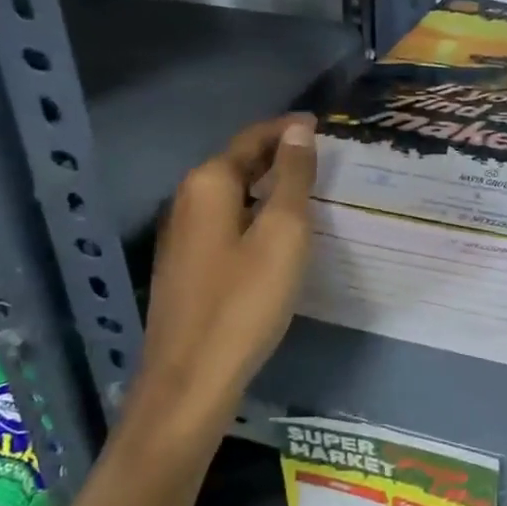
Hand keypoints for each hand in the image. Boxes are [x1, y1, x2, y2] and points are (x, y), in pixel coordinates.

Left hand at [135, 115, 317, 439]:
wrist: (191, 380)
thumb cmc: (244, 302)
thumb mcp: (283, 234)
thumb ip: (293, 178)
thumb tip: (299, 130)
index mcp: (209, 184)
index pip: (254, 139)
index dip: (288, 129)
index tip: (323, 124)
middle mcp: (188, 201)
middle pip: (239, 163)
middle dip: (279, 154)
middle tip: (323, 155)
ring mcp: (183, 235)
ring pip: (233, 194)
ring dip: (268, 185)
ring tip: (309, 188)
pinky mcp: (188, 266)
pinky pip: (228, 221)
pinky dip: (256, 213)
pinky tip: (278, 231)